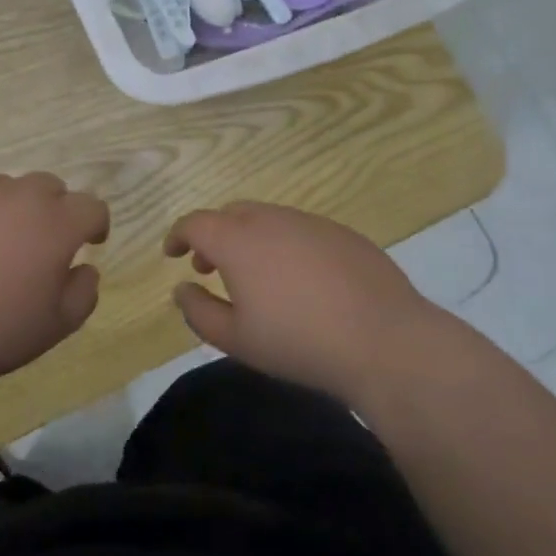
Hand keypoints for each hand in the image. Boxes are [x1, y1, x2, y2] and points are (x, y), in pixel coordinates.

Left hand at [0, 173, 109, 400]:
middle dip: (55, 209)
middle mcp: (18, 197)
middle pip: (49, 186)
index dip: (95, 225)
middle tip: (43, 244)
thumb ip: (83, 293)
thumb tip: (84, 269)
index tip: (90, 243)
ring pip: (6, 189)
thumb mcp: (54, 327)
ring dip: (13, 210)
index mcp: (55, 223)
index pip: (91, 207)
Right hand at [164, 202, 457, 404]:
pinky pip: (300, 229)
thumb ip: (199, 311)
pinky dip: (284, 243)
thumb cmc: (298, 342)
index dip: (178, 235)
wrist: (383, 340)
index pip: (195, 223)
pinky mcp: (343, 233)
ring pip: (267, 218)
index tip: (173, 254)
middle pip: (231, 213)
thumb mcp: (236, 339)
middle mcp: (271, 219)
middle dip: (213, 235)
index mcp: (238, 240)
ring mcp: (311, 222)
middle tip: (211, 267)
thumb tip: (182, 288)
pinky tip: (300, 279)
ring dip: (249, 237)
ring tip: (255, 275)